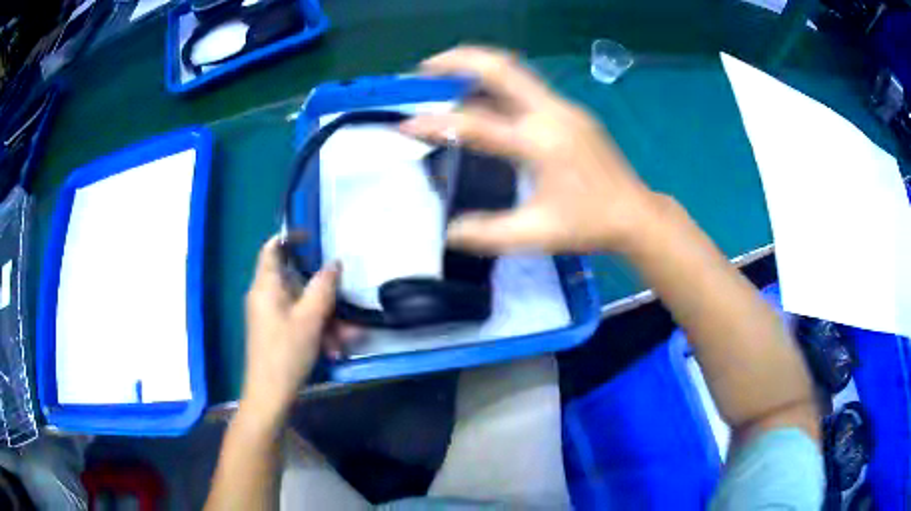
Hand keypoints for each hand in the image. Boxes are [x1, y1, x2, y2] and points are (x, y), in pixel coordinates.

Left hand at [241, 235, 355, 420]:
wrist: (270, 394)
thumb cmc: (286, 352)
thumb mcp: (310, 318)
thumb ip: (323, 287)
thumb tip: (334, 263)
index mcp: (266, 286)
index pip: (272, 249)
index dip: (291, 238)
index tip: (314, 238)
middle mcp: (264, 296)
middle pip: (295, 280)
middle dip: (323, 293)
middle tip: (344, 302)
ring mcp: (269, 315)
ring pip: (301, 304)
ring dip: (325, 318)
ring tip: (346, 338)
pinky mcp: (275, 331)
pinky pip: (298, 321)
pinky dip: (316, 330)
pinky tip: (333, 350)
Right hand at [400, 46, 661, 254]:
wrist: (635, 215)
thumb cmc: (588, 225)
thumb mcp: (535, 235)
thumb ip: (487, 234)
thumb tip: (447, 231)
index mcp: (539, 142)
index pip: (475, 123)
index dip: (434, 124)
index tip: (404, 125)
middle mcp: (551, 113)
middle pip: (499, 67)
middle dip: (456, 61)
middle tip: (422, 71)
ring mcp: (564, 107)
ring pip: (514, 71)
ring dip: (476, 68)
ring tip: (444, 77)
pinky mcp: (570, 112)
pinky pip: (526, 87)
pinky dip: (496, 84)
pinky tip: (482, 99)